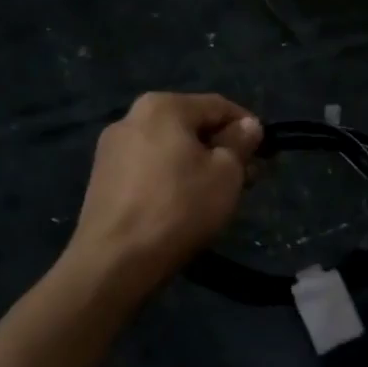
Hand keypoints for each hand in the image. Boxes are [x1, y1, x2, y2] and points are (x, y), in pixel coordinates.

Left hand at [67, 93, 261, 290]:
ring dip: (197, 165)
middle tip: (246, 179)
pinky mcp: (102, 179)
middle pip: (191, 126)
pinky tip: (183, 205)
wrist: (114, 260)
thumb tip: (248, 126)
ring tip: (217, 195)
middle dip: (221, 149)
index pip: (218, 106)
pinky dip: (171, 178)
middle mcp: (131, 117)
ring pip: (169, 148)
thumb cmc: (179, 208)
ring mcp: (111, 149)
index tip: (265, 153)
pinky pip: (148, 168)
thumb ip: (240, 143)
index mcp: (162, 106)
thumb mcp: (226, 174)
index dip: (248, 127)